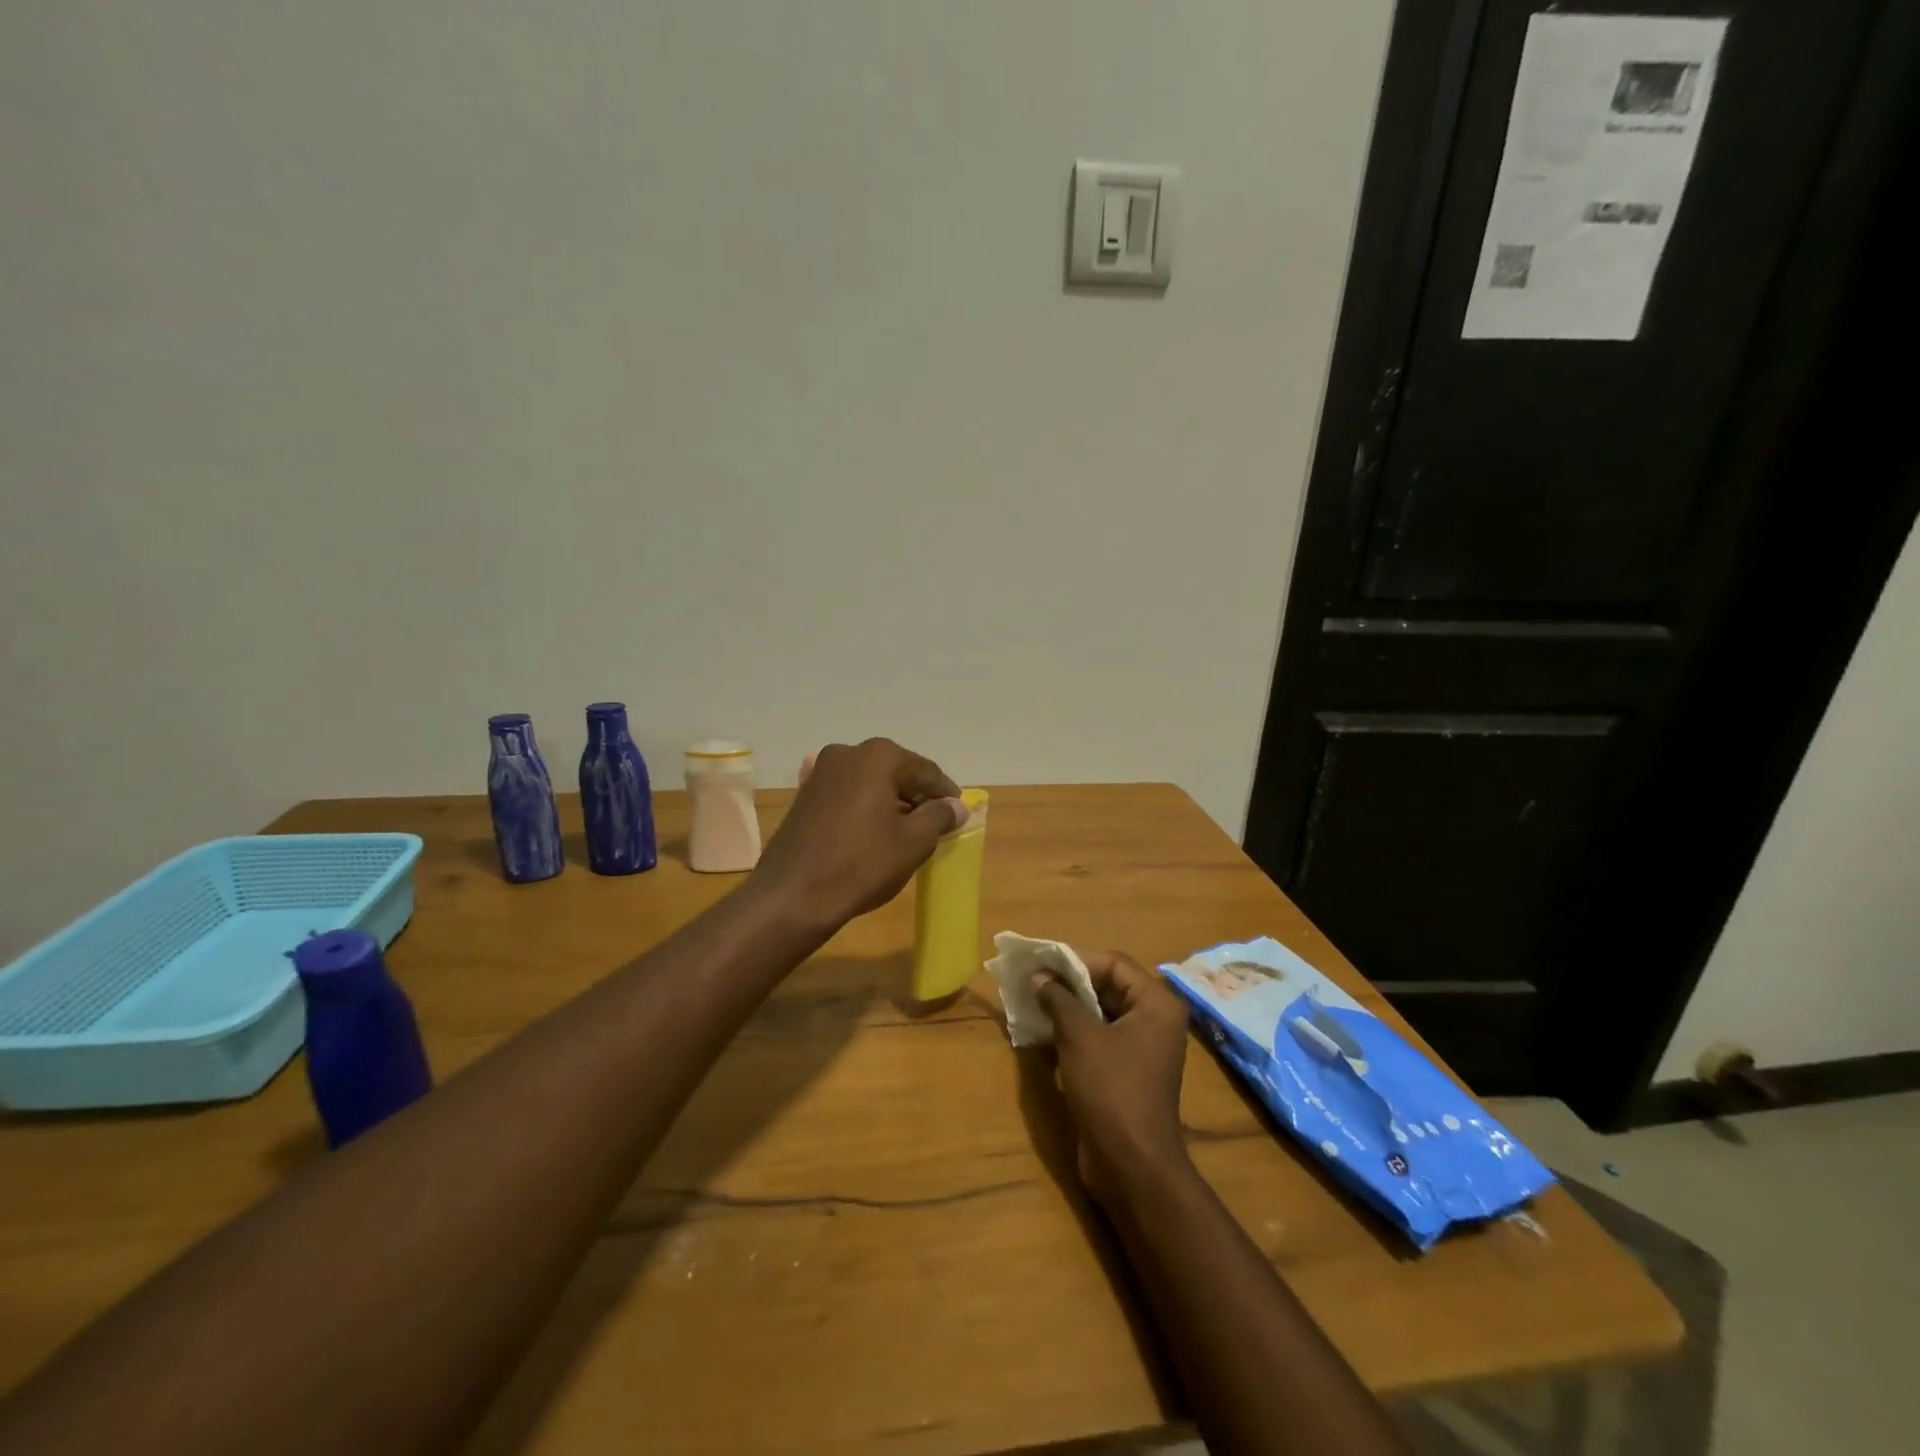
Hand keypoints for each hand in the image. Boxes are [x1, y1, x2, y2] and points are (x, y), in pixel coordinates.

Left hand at [751, 738, 964, 931]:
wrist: (793, 895)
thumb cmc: (862, 863)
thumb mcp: (913, 842)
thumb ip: (939, 816)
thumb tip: (956, 806)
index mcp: (878, 756)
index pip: (925, 770)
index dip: (945, 793)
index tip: (959, 814)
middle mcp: (848, 753)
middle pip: (896, 772)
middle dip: (917, 797)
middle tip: (935, 825)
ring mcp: (821, 772)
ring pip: (870, 783)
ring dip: (891, 803)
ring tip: (907, 833)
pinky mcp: (805, 795)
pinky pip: (848, 795)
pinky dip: (866, 808)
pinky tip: (874, 834)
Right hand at [1033, 951, 1193, 1207]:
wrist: (1131, 1165)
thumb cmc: (1111, 1089)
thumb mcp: (1078, 1037)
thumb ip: (1058, 999)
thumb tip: (1039, 976)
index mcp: (1156, 1003)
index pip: (1113, 963)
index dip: (1075, 959)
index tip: (1040, 961)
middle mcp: (1155, 1019)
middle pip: (1108, 985)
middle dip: (1069, 983)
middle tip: (1032, 979)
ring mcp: (1142, 1047)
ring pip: (1100, 1012)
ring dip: (1067, 1007)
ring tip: (1032, 1002)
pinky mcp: (1127, 1070)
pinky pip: (1099, 1038)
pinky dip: (1073, 1032)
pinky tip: (1044, 1033)